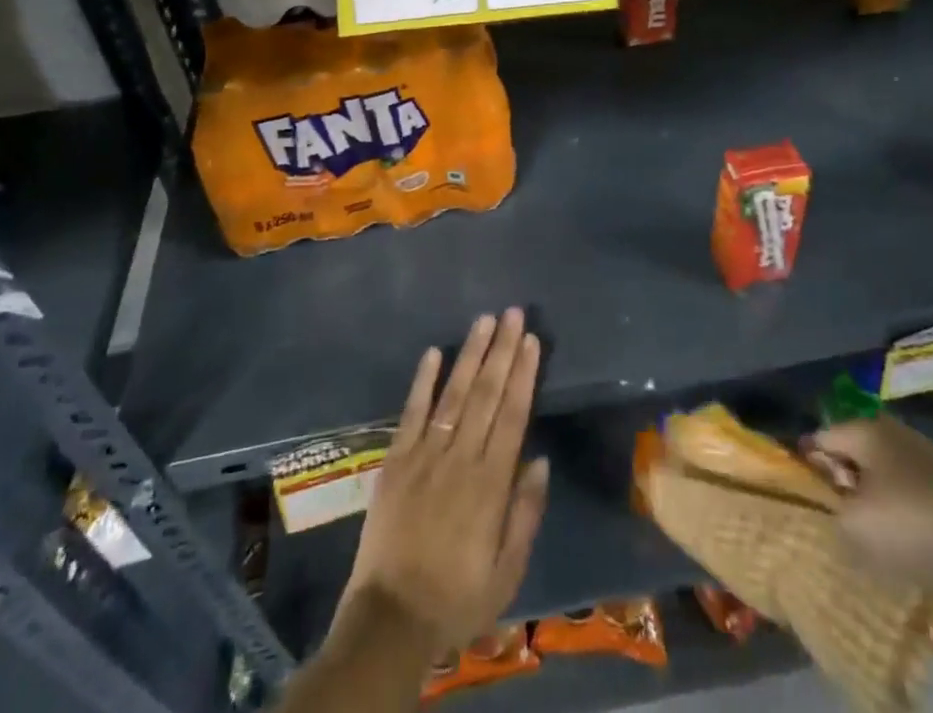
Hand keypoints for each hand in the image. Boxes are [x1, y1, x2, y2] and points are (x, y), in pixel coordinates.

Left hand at [341, 309, 549, 651]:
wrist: (391, 619)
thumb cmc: (457, 597)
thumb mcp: (507, 571)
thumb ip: (525, 513)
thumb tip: (541, 460)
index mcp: (490, 484)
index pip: (512, 415)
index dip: (523, 375)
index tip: (532, 341)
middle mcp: (460, 459)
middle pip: (486, 394)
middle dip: (502, 350)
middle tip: (514, 313)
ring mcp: (425, 455)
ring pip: (453, 394)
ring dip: (470, 354)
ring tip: (484, 320)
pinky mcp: (396, 460)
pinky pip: (412, 413)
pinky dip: (423, 381)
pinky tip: (433, 351)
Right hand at [805, 415, 932, 600]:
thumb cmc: (911, 526)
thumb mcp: (853, 525)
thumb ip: (831, 510)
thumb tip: (834, 506)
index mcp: (863, 428)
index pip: (821, 438)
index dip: (809, 465)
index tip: (806, 495)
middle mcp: (894, 430)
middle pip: (856, 451)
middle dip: (846, 479)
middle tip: (841, 515)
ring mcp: (931, 454)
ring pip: (889, 472)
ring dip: (880, 496)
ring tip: (878, 533)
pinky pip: (918, 492)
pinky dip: (910, 510)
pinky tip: (915, 539)